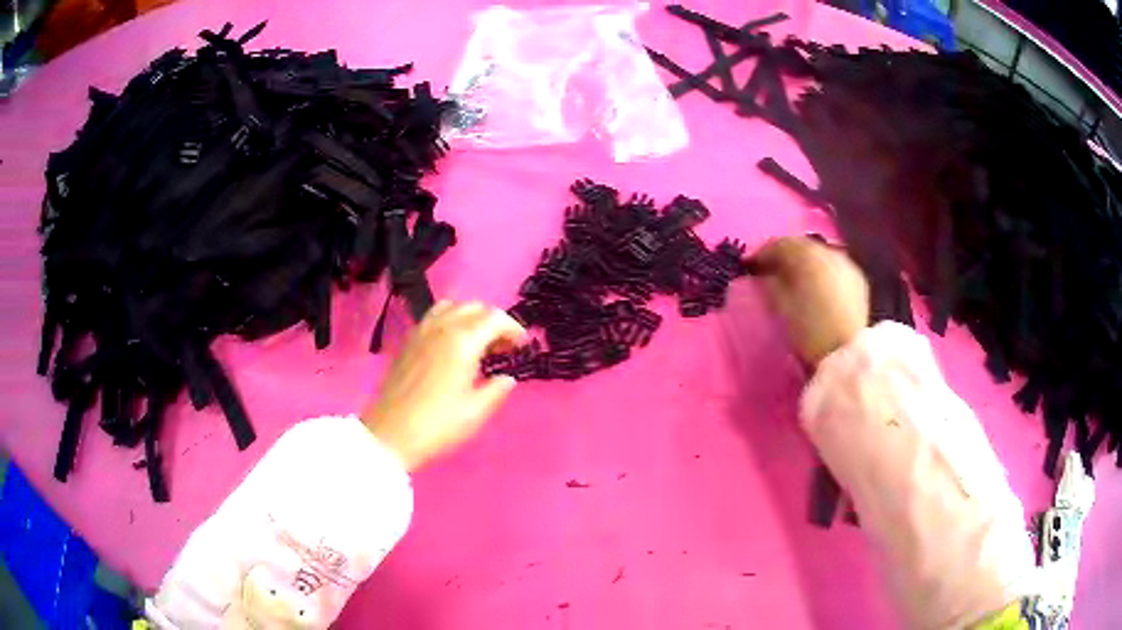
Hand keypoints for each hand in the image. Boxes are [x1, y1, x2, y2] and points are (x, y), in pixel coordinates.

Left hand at [362, 300, 527, 470]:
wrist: (390, 434)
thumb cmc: (437, 425)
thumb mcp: (475, 412)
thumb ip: (496, 390)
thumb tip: (507, 378)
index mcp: (463, 341)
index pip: (495, 318)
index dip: (514, 328)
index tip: (521, 347)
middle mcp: (442, 327)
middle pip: (475, 307)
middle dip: (494, 322)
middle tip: (503, 348)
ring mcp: (421, 331)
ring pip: (452, 307)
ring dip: (471, 317)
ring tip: (478, 343)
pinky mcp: (408, 341)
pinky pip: (434, 317)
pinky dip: (450, 321)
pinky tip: (452, 347)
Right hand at [751, 236, 869, 366]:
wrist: (847, 354)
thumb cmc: (809, 331)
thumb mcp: (781, 307)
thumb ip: (769, 283)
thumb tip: (763, 273)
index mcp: (807, 255)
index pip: (779, 244)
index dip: (762, 254)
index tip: (750, 266)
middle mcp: (828, 251)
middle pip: (801, 245)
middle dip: (784, 255)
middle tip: (770, 270)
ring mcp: (846, 263)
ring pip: (818, 253)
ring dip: (804, 261)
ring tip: (793, 278)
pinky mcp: (857, 278)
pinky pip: (833, 265)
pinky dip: (821, 269)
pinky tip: (815, 285)